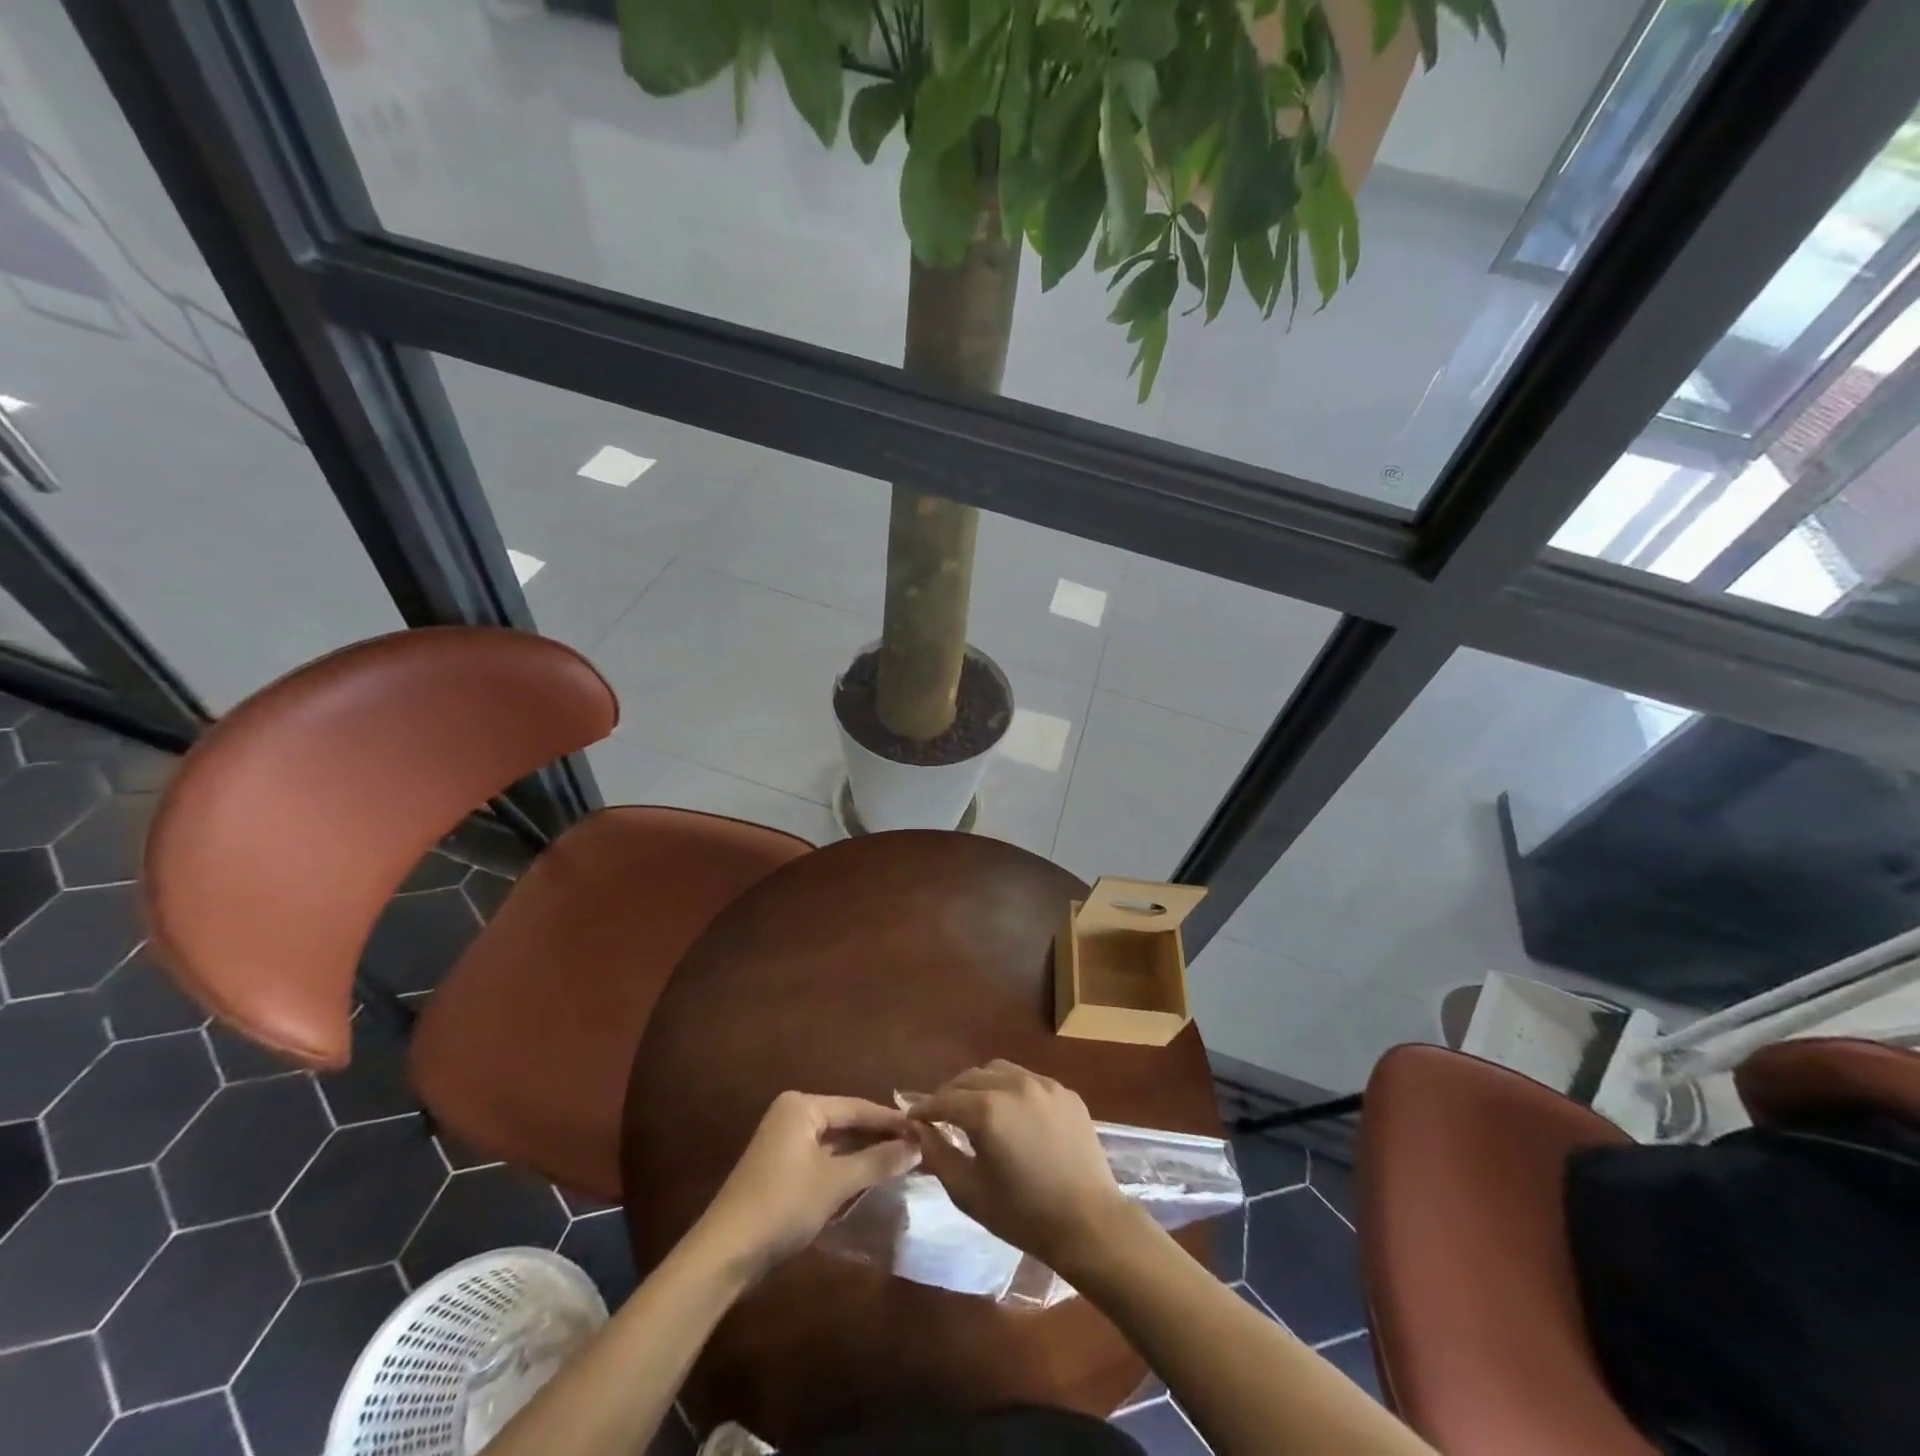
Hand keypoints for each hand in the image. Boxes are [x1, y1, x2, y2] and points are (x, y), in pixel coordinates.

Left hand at [694, 1092, 919, 1276]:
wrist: (724, 1254)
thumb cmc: (782, 1205)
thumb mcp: (835, 1182)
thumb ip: (878, 1161)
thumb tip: (917, 1146)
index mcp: (802, 1106)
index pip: (858, 1107)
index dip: (892, 1121)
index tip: (925, 1130)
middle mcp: (792, 1114)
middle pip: (846, 1121)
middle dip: (879, 1136)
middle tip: (918, 1147)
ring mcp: (783, 1141)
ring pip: (835, 1142)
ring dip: (864, 1153)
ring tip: (901, 1161)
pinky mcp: (780, 1168)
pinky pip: (822, 1158)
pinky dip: (845, 1166)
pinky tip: (869, 1178)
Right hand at [909, 1061, 1130, 1272]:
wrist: (1090, 1224)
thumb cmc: (1024, 1215)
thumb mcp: (969, 1192)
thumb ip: (938, 1155)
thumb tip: (920, 1130)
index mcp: (987, 1110)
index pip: (944, 1099)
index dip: (924, 1109)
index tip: (913, 1119)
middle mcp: (1013, 1085)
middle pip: (969, 1077)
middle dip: (950, 1094)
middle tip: (941, 1116)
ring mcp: (1043, 1084)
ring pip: (999, 1071)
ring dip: (979, 1085)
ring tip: (974, 1109)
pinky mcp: (1065, 1092)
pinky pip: (1028, 1080)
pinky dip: (1010, 1090)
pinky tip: (1012, 1115)